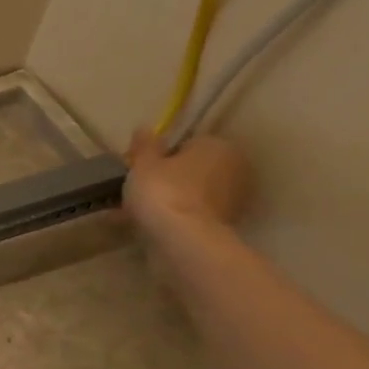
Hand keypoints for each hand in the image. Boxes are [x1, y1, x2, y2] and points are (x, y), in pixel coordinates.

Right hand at [124, 131, 254, 238]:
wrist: (183, 239)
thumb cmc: (162, 191)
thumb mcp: (143, 164)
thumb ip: (144, 146)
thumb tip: (145, 128)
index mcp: (217, 145)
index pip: (186, 144)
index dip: (160, 156)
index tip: (139, 170)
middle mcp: (234, 167)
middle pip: (192, 169)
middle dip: (167, 179)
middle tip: (136, 192)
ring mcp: (233, 198)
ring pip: (191, 193)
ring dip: (169, 200)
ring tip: (134, 213)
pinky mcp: (226, 224)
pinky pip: (193, 214)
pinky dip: (174, 218)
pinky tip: (149, 227)